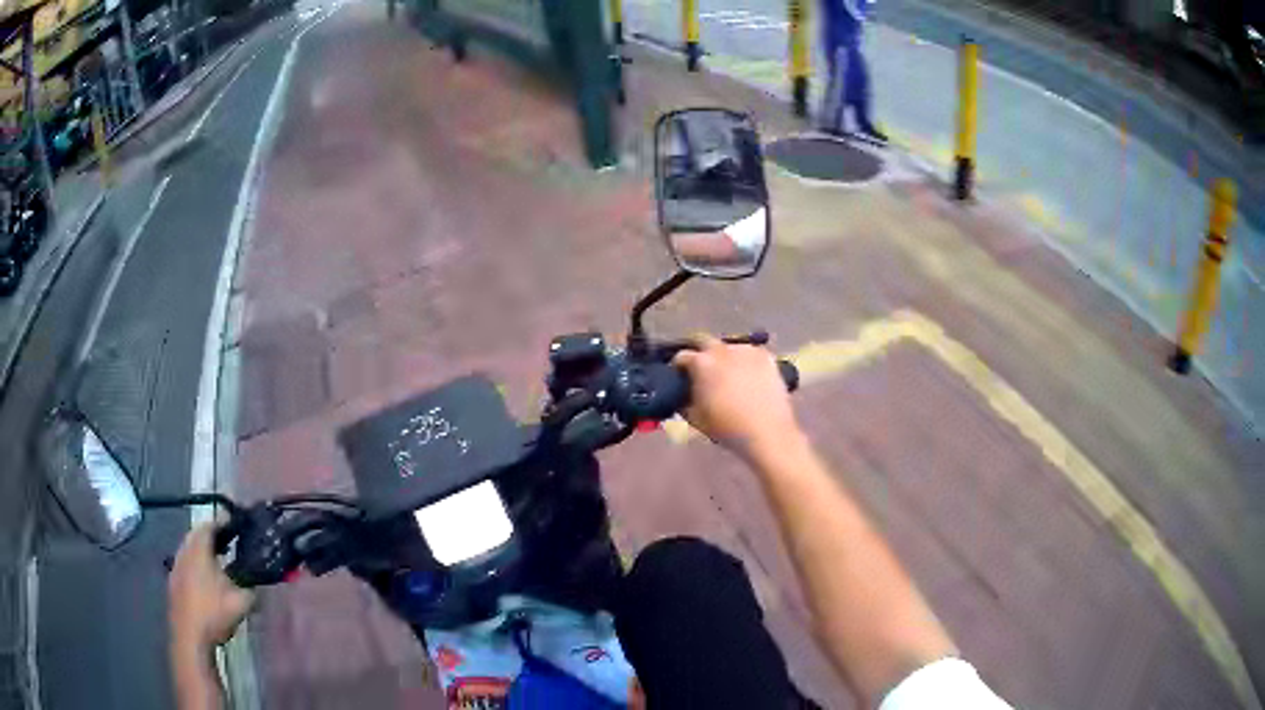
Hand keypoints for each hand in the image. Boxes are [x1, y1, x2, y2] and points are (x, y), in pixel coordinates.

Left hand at [168, 523, 254, 649]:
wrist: (190, 636)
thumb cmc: (214, 614)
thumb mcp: (242, 602)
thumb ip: (251, 587)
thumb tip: (256, 581)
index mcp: (199, 550)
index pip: (209, 526)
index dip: (222, 522)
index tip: (234, 523)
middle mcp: (184, 552)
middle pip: (195, 534)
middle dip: (210, 535)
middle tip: (226, 540)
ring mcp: (176, 567)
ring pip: (188, 549)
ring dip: (201, 550)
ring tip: (216, 560)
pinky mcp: (173, 582)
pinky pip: (184, 564)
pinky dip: (194, 564)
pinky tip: (204, 579)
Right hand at [672, 335, 800, 457]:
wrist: (768, 432)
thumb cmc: (728, 428)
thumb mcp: (695, 419)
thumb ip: (684, 402)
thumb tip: (682, 395)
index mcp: (702, 363)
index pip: (681, 356)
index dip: (678, 366)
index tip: (679, 376)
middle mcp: (722, 350)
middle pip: (704, 341)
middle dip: (699, 352)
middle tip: (701, 369)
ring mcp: (746, 350)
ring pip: (728, 347)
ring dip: (723, 356)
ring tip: (727, 374)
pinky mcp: (766, 356)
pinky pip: (749, 353)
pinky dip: (744, 361)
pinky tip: (747, 376)